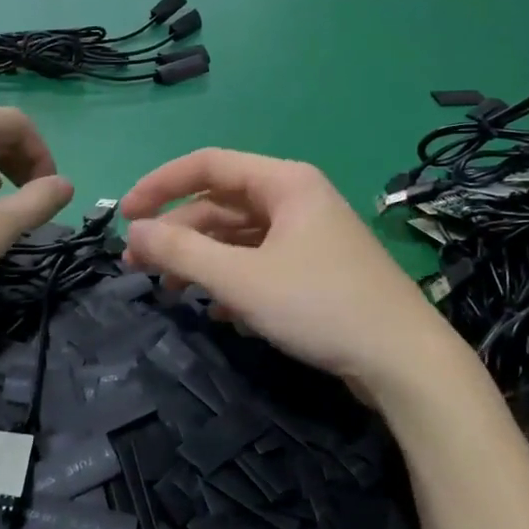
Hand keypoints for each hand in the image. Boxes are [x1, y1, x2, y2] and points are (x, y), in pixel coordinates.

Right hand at [120, 149, 444, 393]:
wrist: (405, 363)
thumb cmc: (320, 306)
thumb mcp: (241, 279)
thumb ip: (182, 251)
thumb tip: (133, 233)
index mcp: (284, 182)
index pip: (207, 165)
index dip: (159, 186)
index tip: (124, 217)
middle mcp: (296, 199)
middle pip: (220, 204)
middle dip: (177, 232)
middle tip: (138, 265)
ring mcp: (308, 236)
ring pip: (238, 237)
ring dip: (201, 260)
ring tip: (172, 291)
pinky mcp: (316, 270)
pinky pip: (259, 262)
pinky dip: (232, 280)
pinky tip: (219, 312)